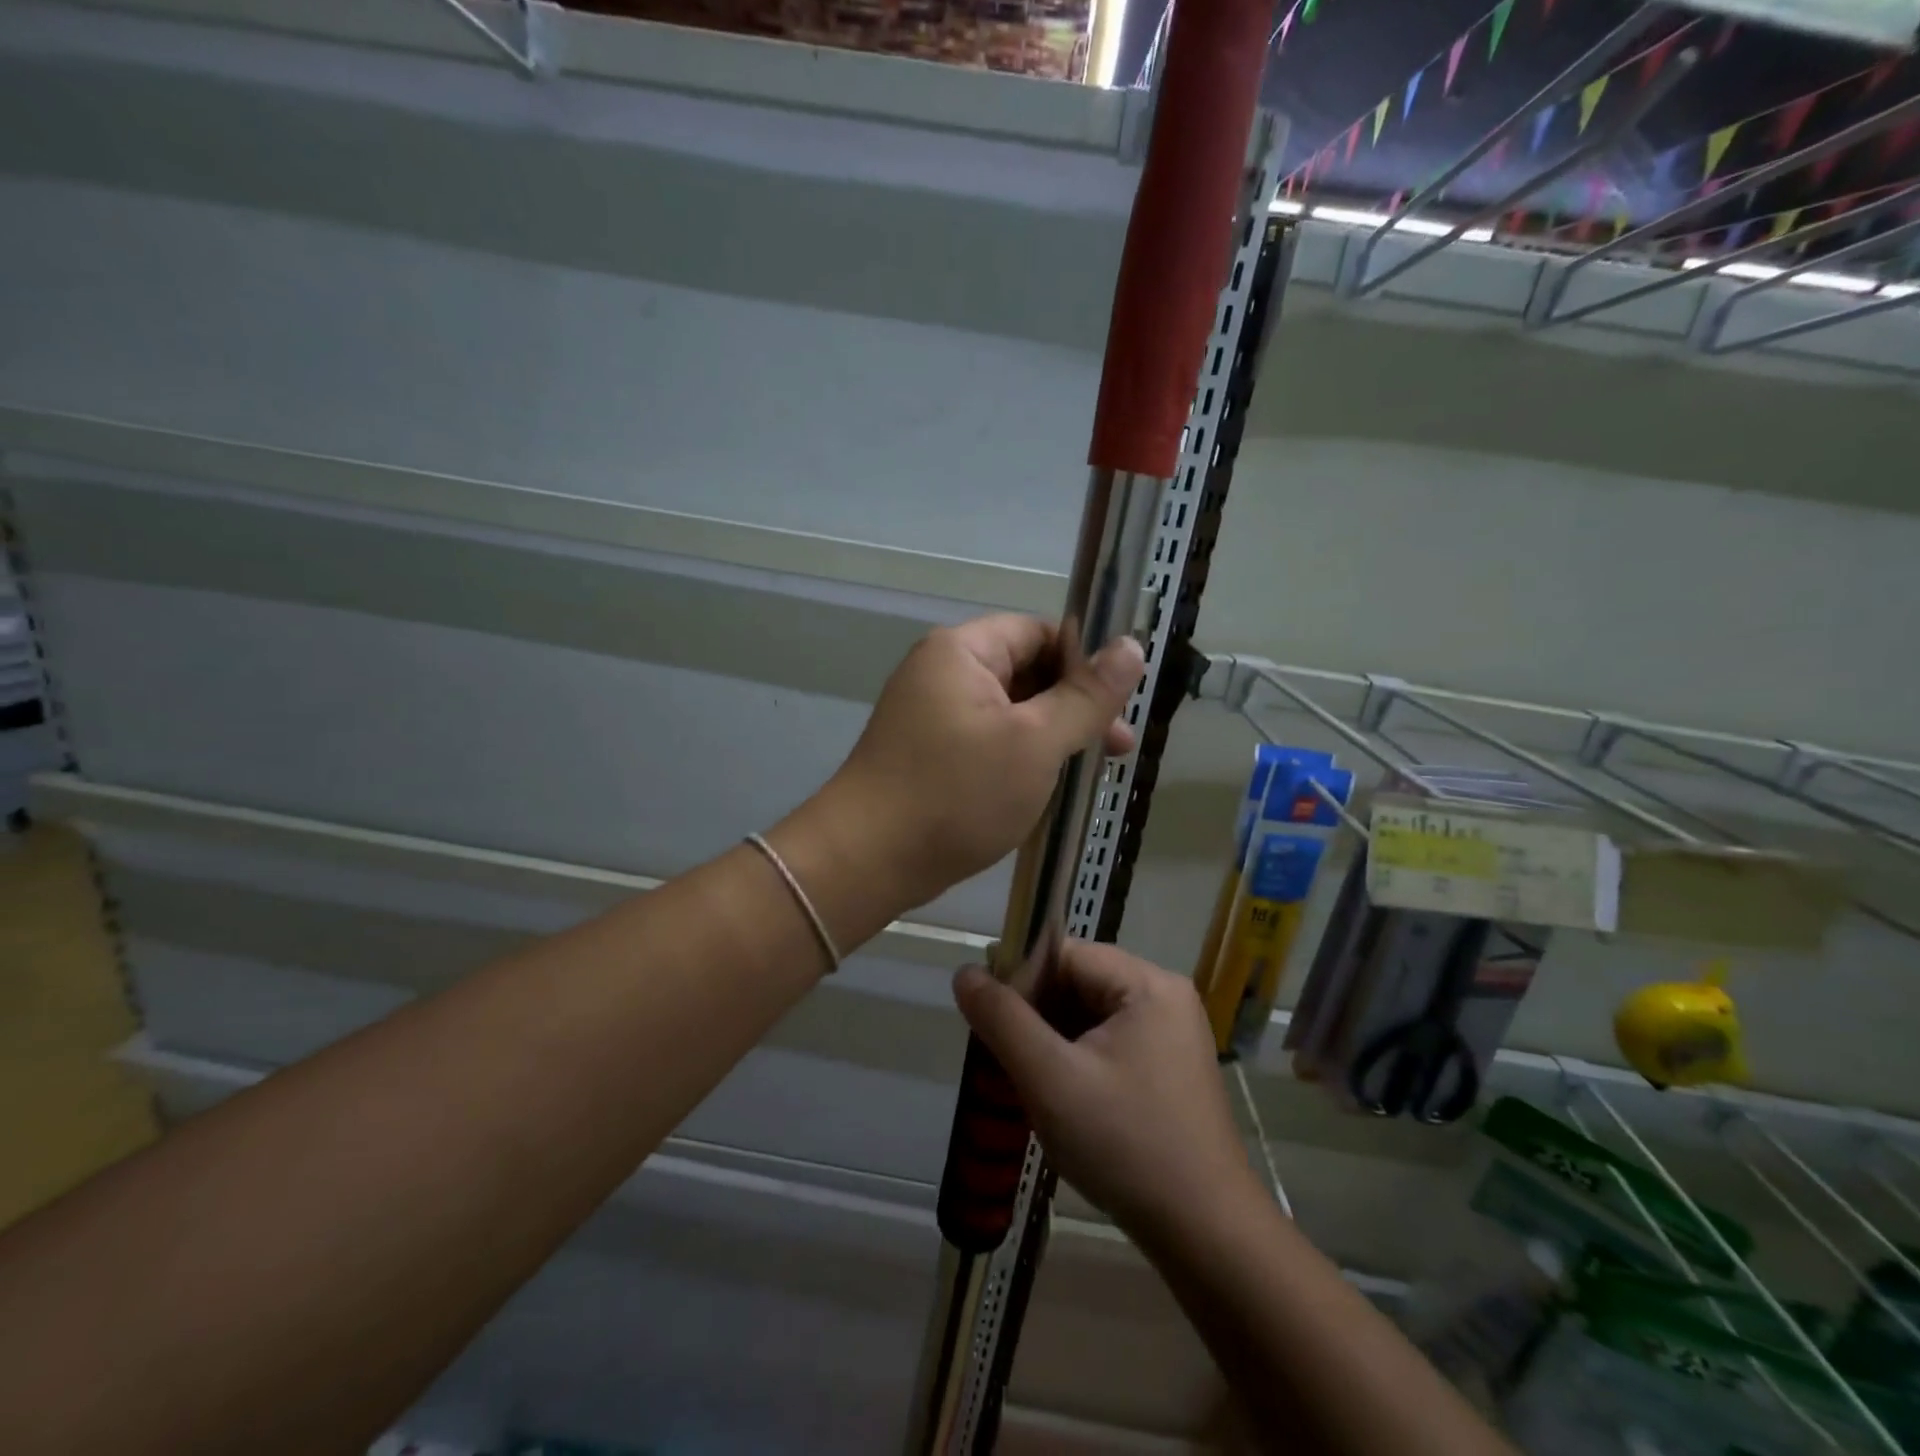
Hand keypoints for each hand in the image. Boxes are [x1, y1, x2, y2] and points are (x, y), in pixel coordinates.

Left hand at [822, 615, 1143, 912]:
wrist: (867, 860)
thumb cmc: (957, 793)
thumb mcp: (1035, 743)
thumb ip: (1087, 695)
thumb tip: (1132, 646)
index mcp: (963, 651)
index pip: (1040, 632)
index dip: (1085, 661)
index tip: (1120, 703)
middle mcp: (942, 672)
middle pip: (1026, 671)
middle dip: (1074, 706)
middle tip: (1117, 748)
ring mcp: (931, 714)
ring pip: (1010, 711)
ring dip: (1050, 736)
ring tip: (1089, 774)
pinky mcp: (929, 753)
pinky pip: (986, 740)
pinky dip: (1019, 757)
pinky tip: (1047, 788)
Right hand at [952, 942, 1258, 1244]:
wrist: (1207, 1237)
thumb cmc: (1126, 1146)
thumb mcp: (1051, 1080)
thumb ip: (1003, 1020)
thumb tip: (965, 972)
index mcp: (1148, 983)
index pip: (1065, 955)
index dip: (1021, 980)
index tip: (988, 1020)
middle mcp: (1165, 996)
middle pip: (1079, 983)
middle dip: (1036, 1016)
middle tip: (1002, 1058)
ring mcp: (1172, 1034)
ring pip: (1091, 1017)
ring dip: (1053, 1042)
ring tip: (1028, 1083)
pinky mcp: (1170, 1068)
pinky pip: (1109, 1044)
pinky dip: (1077, 1061)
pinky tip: (1061, 1099)